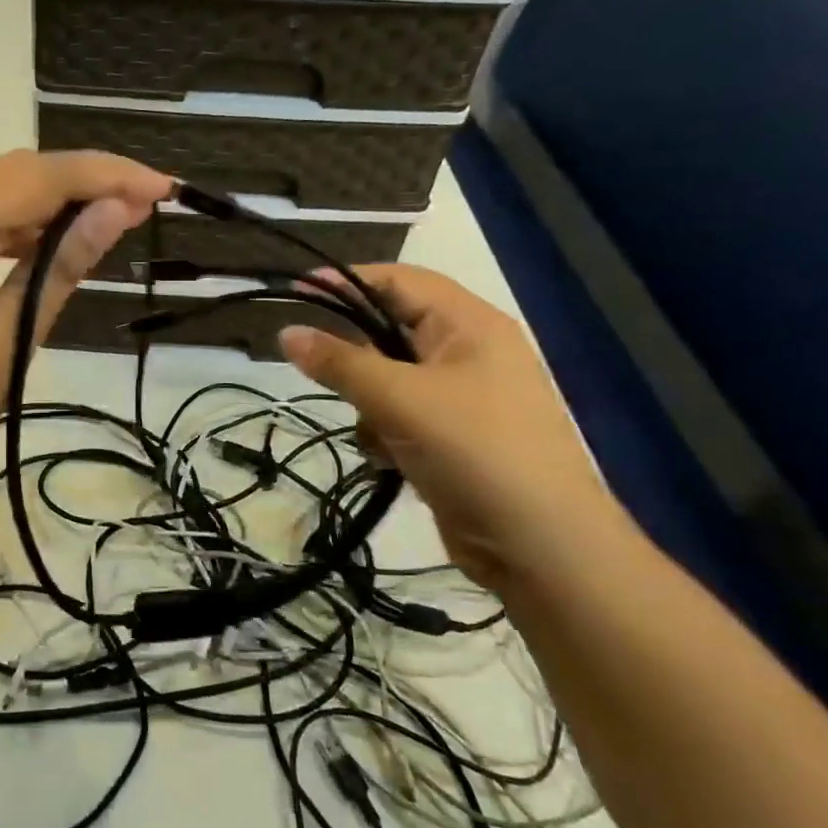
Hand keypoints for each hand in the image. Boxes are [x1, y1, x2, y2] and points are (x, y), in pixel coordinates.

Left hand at [0, 150, 170, 550]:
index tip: (165, 189)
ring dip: (41, 201)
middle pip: (11, 171)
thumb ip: (58, 271)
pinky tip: (30, 251)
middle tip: (138, 210)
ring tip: (95, 229)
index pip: (43, 175)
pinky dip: (3, 225)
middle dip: (79, 181)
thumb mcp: (3, 348)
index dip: (110, 175)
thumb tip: (112, 213)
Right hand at [279, 265, 623, 587]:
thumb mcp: (398, 398)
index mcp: (470, 325)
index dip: (348, 280)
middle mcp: (470, 352)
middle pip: (393, 330)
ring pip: (391, 377)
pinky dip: (386, 431)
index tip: (296, 290)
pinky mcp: (456, 437)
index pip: (400, 280)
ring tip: (373, 429)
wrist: (541, 547)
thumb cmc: (473, 450)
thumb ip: (339, 362)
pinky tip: (388, 458)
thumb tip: (286, 332)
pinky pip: (403, 415)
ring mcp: (465, 397)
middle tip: (319, 369)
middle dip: (357, 354)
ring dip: (370, 401)